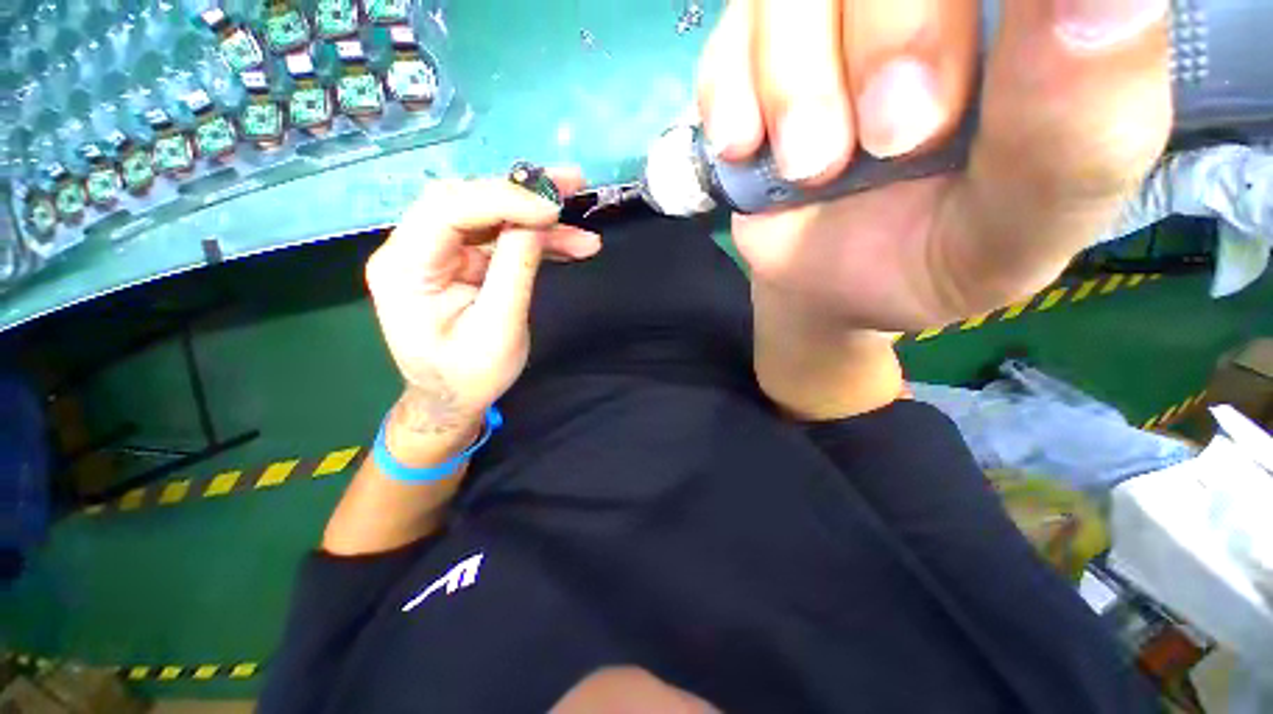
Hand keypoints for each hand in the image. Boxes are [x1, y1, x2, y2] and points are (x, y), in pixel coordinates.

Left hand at [365, 171, 599, 461]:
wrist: (454, 400)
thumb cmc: (470, 376)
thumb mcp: (498, 330)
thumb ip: (515, 271)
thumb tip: (536, 222)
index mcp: (405, 268)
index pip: (448, 209)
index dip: (503, 200)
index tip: (552, 208)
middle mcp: (416, 250)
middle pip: (469, 201)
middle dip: (524, 193)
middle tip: (573, 184)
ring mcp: (442, 255)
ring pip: (493, 218)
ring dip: (541, 221)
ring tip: (584, 229)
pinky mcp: (465, 263)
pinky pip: (503, 241)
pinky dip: (539, 242)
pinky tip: (572, 246)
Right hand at [698, 0, 1171, 329]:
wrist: (828, 281)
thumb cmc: (929, 259)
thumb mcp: (1019, 228)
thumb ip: (1080, 131)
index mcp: (1032, 18)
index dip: (947, 6)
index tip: (948, 92)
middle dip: (891, 31)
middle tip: (892, 141)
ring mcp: (831, 12)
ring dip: (794, 82)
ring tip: (809, 168)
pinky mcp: (755, 50)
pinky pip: (730, 31)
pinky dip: (730, 90)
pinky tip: (746, 146)